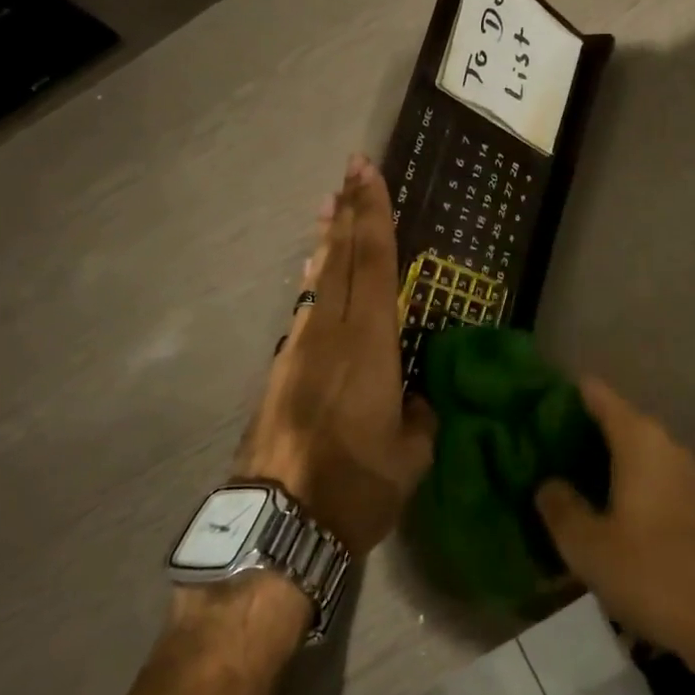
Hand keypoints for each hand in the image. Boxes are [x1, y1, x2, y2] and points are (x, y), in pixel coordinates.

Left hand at [236, 155, 435, 556]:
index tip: (368, 174)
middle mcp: (330, 334)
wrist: (276, 525)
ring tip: (330, 208)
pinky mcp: (280, 370)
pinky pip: (305, 308)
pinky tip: (315, 273)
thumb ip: (418, 419)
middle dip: (348, 211)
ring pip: (318, 279)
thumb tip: (415, 401)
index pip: (374, 264)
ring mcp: (299, 349)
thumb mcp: (410, 457)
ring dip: (327, 241)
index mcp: (368, 345)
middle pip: (340, 258)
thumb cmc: (354, 487)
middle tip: (349, 170)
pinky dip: (315, 280)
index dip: (373, 216)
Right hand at [535, 380, 694, 683]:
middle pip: (613, 421)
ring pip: (631, 453)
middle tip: (535, 449)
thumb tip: (546, 483)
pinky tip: (597, 512)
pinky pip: (647, 479)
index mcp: (638, 440)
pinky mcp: (693, 506)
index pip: (596, 394)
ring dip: (598, 463)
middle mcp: (664, 446)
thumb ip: (560, 508)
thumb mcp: (589, 545)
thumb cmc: (653, 572)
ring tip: (559, 480)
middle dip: (576, 432)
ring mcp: (683, 476)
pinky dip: (620, 486)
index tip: (532, 406)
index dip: (564, 395)